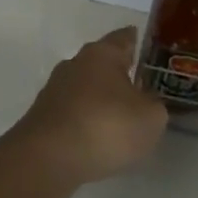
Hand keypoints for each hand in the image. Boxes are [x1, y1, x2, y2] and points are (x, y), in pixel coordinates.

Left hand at [10, 26, 167, 185]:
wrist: (48, 159)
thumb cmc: (106, 126)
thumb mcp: (150, 118)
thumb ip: (154, 105)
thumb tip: (146, 102)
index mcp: (102, 54)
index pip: (124, 37)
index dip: (138, 41)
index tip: (149, 47)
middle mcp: (75, 64)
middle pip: (101, 63)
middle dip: (119, 73)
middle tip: (141, 87)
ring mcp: (54, 91)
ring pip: (85, 89)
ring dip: (100, 99)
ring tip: (120, 118)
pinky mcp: (42, 118)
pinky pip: (73, 113)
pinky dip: (86, 121)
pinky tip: (97, 138)